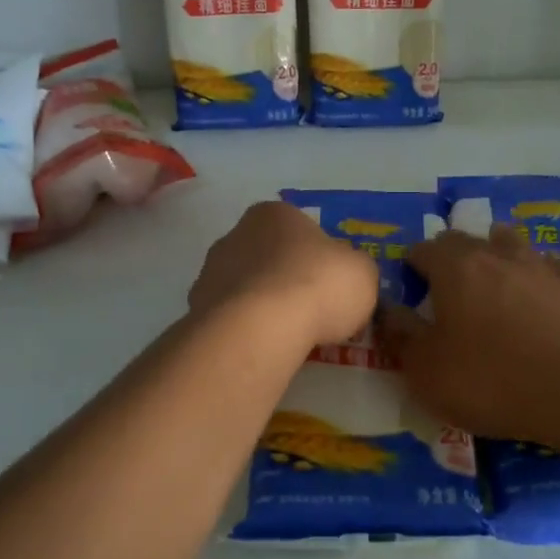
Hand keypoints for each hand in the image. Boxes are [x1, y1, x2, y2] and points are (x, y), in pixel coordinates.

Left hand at [188, 201, 379, 349]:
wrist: (261, 326)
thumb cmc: (318, 285)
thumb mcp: (362, 272)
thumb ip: (354, 269)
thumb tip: (345, 276)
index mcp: (275, 214)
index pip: (300, 229)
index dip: (318, 257)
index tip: (329, 285)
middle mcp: (236, 233)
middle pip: (269, 256)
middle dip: (286, 279)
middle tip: (310, 311)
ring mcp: (211, 271)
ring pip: (245, 287)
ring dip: (262, 305)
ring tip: (286, 335)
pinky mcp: (197, 308)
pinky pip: (230, 317)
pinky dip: (245, 328)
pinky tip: (262, 345)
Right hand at [383, 226, 559, 447]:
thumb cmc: (492, 381)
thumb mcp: (426, 371)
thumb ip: (400, 335)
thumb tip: (385, 308)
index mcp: (455, 268)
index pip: (423, 249)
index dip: (411, 264)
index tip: (409, 286)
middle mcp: (499, 255)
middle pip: (467, 240)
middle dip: (451, 257)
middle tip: (445, 287)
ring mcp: (544, 267)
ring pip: (512, 245)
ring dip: (496, 256)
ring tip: (492, 281)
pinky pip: (552, 269)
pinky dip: (538, 276)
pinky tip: (540, 294)